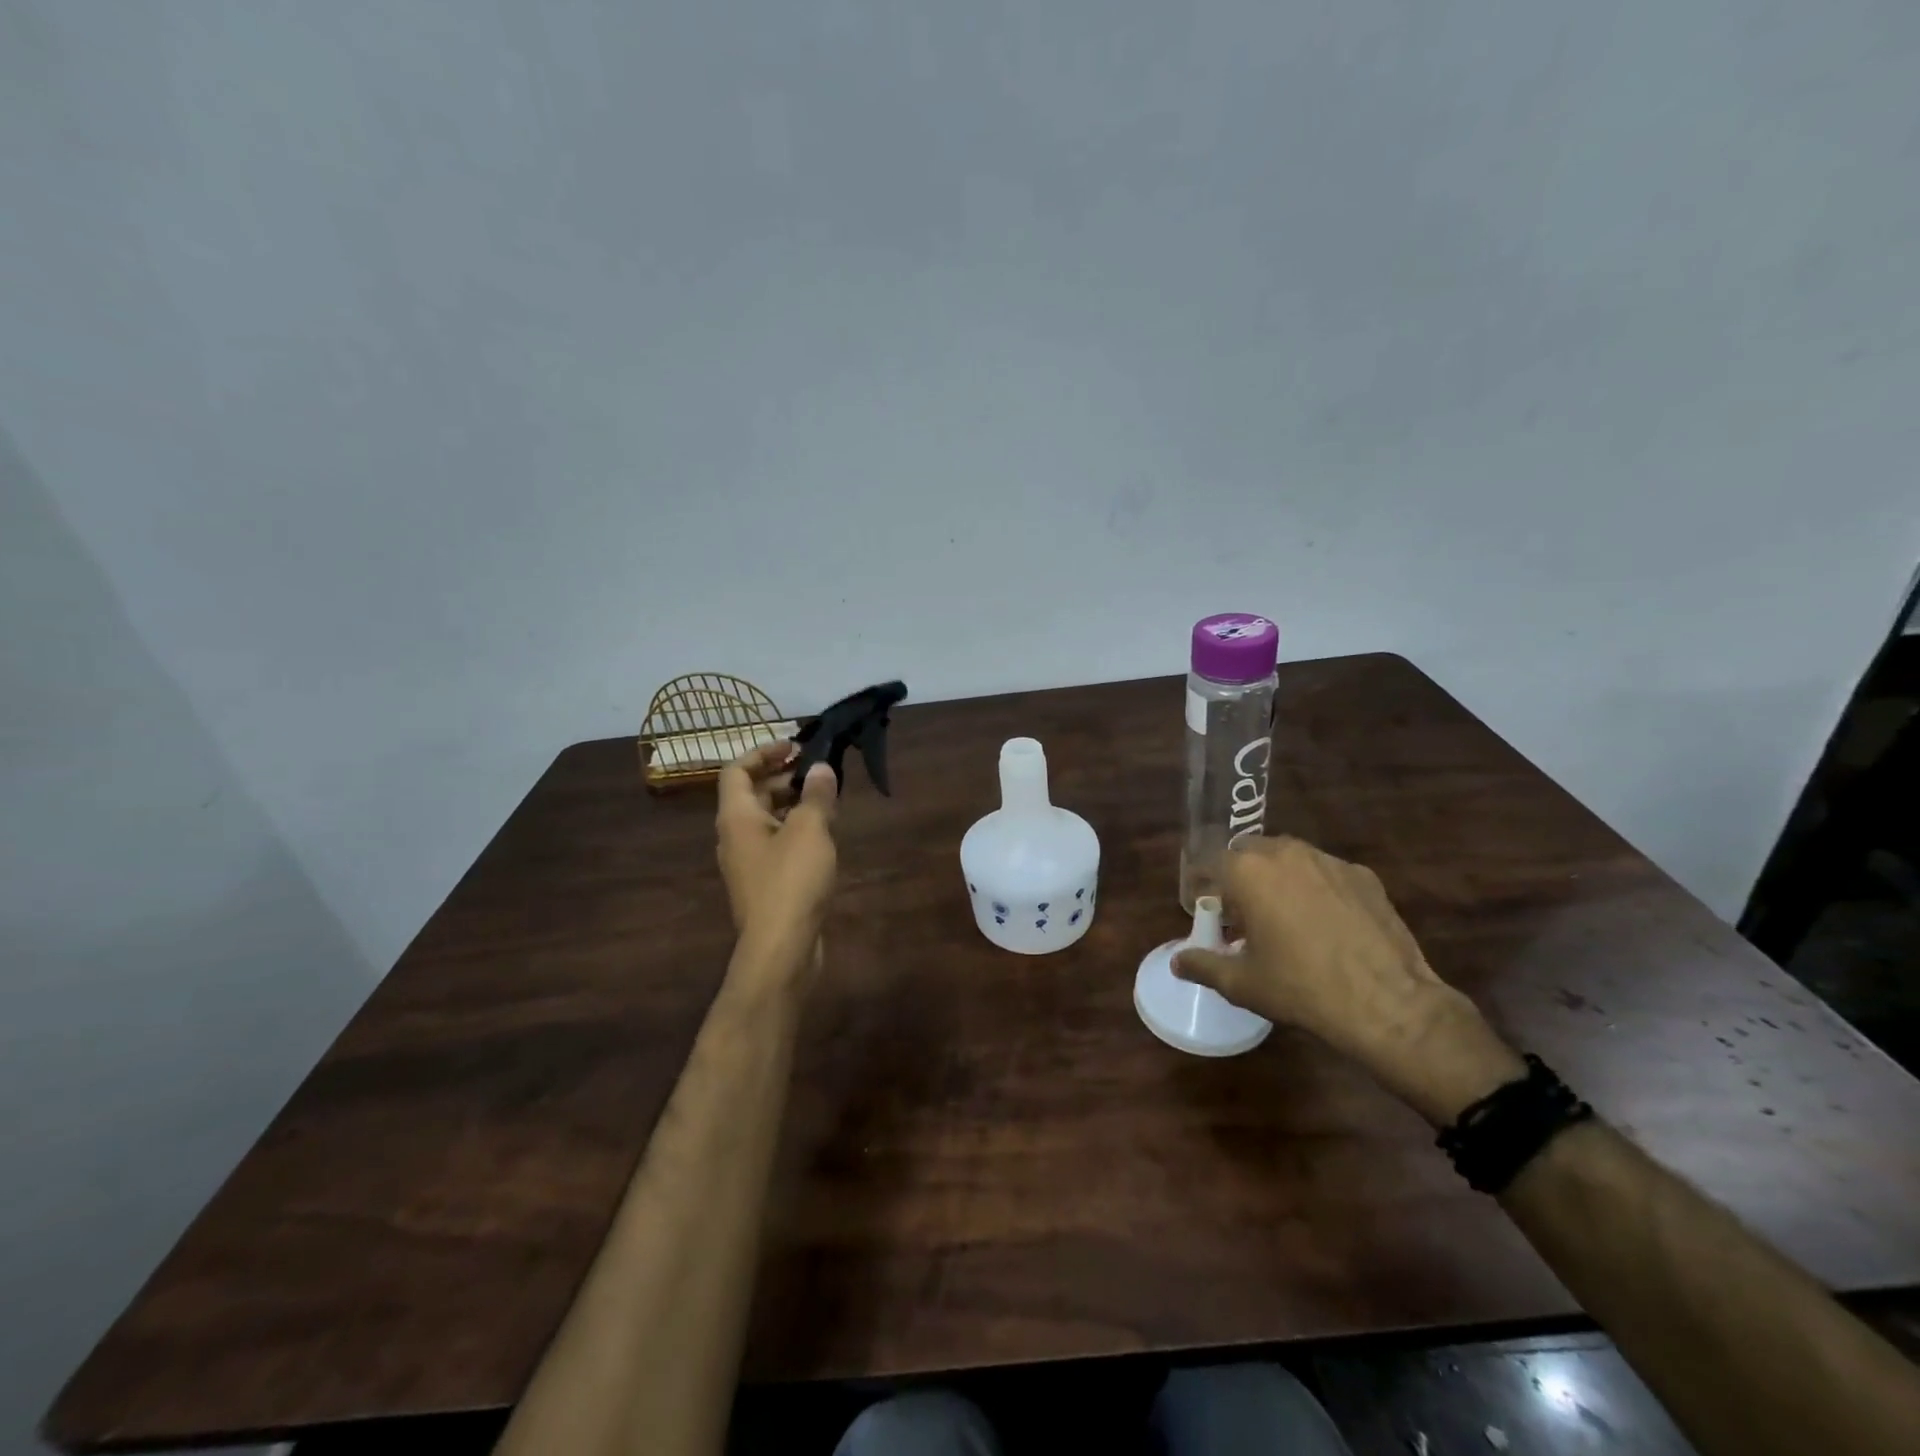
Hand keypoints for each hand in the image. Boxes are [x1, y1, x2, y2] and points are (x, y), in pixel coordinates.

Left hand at [715, 741, 838, 965]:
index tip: (795, 745)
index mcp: (736, 817)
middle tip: (815, 769)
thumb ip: (816, 795)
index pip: (737, 771)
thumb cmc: (791, 881)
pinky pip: (775, 843)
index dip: (763, 751)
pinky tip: (822, 835)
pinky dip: (794, 829)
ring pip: (765, 820)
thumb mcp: (810, 830)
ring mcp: (748, 863)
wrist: (781, 948)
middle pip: (751, 794)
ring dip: (791, 803)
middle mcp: (734, 836)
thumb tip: (821, 768)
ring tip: (824, 798)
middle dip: (781, 776)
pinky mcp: (764, 884)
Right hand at [1173, 836, 1524, 1123]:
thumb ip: (1203, 965)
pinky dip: (1315, 888)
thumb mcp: (1242, 983)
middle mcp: (1285, 853)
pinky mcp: (1363, 875)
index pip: (1210, 861)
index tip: (1205, 906)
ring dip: (1277, 877)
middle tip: (1242, 913)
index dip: (1203, 882)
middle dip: (1240, 875)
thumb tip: (1177, 962)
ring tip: (1283, 916)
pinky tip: (1325, 923)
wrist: (1387, 1002)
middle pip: (1249, 851)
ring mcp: (1328, 860)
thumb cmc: (1300, 988)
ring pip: (1289, 857)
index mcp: (1248, 871)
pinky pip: (1325, 872)